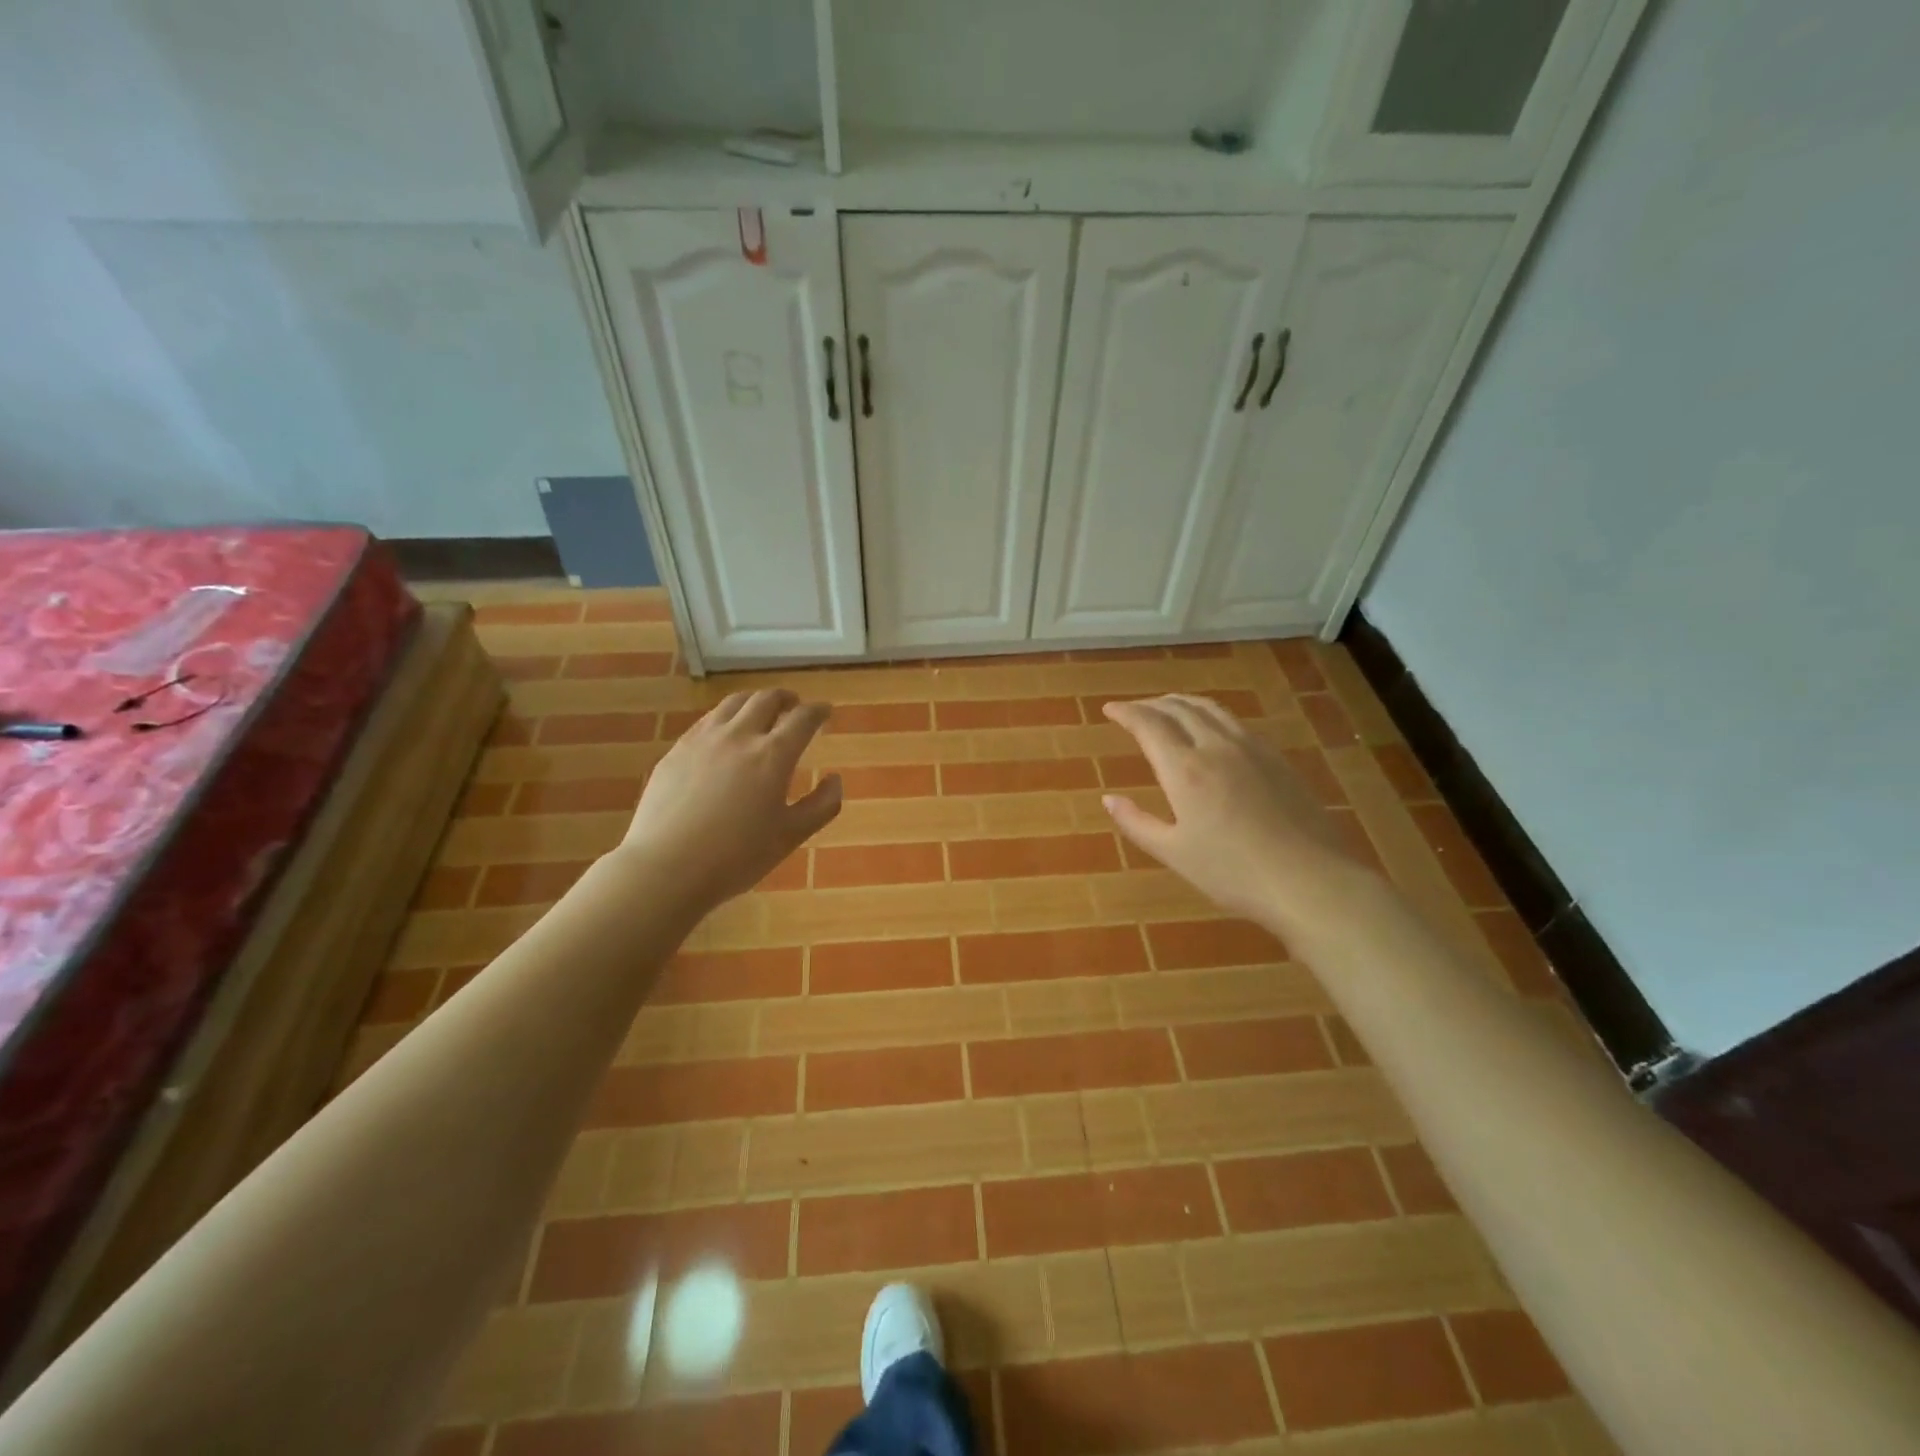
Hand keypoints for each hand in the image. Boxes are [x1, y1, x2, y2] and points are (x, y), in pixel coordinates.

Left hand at [617, 689, 841, 908]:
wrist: (666, 867)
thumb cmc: (736, 857)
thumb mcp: (790, 837)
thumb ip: (821, 806)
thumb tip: (835, 780)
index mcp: (773, 755)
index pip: (803, 718)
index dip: (818, 711)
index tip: (826, 712)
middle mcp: (739, 736)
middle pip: (766, 699)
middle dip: (786, 699)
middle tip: (795, 707)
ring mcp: (703, 740)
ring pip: (733, 703)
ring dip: (754, 702)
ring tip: (760, 712)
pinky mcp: (676, 751)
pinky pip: (706, 721)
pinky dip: (726, 718)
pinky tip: (724, 735)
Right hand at [1102, 694, 1370, 924]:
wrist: (1310, 880)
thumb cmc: (1233, 872)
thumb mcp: (1174, 853)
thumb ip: (1137, 823)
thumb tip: (1109, 799)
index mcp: (1185, 770)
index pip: (1149, 725)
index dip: (1126, 712)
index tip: (1110, 709)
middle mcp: (1216, 747)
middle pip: (1179, 708)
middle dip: (1151, 703)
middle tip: (1134, 709)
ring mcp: (1251, 748)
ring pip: (1210, 709)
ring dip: (1182, 702)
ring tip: (1167, 707)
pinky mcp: (1276, 758)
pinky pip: (1234, 722)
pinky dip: (1210, 714)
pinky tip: (1211, 729)